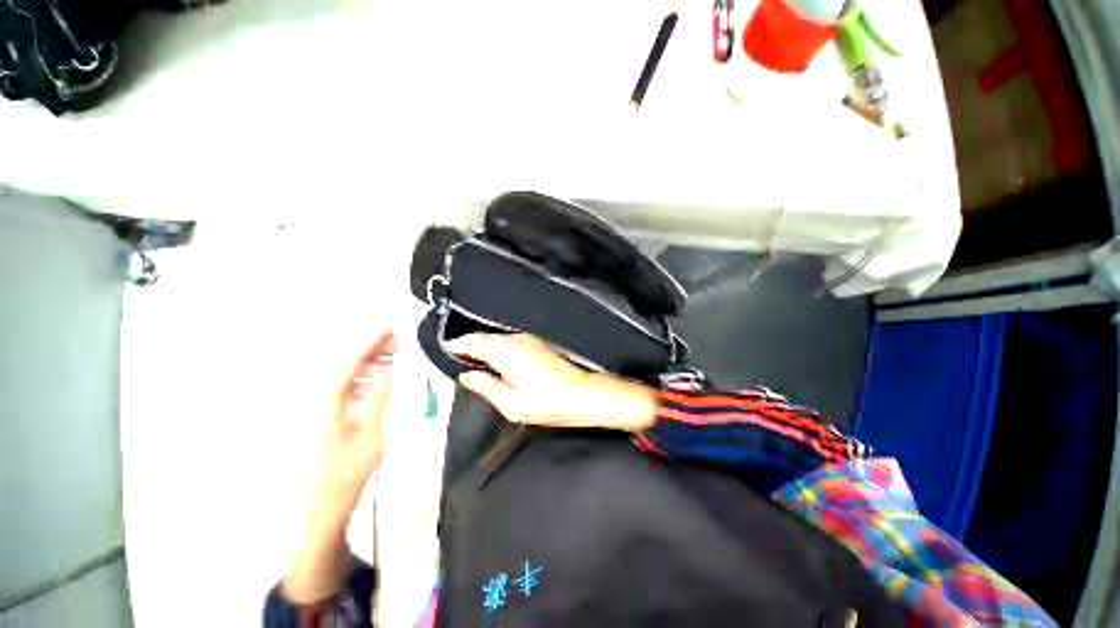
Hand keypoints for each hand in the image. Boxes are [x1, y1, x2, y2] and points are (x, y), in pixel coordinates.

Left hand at [283, 331, 395, 604]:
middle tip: (396, 334)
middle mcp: (320, 398)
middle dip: (372, 346)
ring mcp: (321, 405)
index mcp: (328, 400)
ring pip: (346, 372)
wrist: (324, 502)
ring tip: (392, 348)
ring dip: (370, 358)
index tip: (389, 327)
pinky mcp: (326, 412)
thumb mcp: (372, 431)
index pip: (350, 361)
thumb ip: (381, 396)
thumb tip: (390, 367)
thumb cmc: (349, 470)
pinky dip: (365, 374)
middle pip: (346, 362)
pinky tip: (379, 370)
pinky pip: (347, 384)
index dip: (371, 342)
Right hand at [446, 333, 657, 432]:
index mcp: (506, 352)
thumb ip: (485, 386)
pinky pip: (508, 342)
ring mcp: (528, 339)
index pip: (473, 341)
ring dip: (484, 348)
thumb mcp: (511, 404)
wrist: (583, 394)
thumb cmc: (547, 403)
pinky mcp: (537, 343)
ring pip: (497, 339)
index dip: (457, 345)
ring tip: (475, 366)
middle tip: (458, 363)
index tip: (445, 354)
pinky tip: (497, 365)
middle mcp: (515, 339)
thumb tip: (466, 375)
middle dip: (469, 347)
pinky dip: (498, 349)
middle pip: (484, 338)